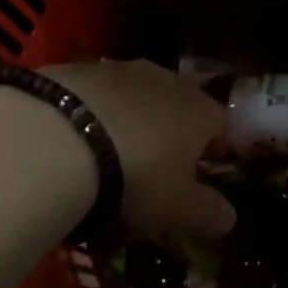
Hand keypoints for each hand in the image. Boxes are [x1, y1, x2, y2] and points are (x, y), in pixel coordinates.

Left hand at [43, 60, 235, 240]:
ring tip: (109, 156)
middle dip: (170, 131)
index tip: (204, 173)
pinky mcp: (75, 70)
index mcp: (199, 109)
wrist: (58, 138)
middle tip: (155, 168)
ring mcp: (117, 70)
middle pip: (177, 104)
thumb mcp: (176, 208)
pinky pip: (93, 96)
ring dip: (128, 119)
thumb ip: (206, 212)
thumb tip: (230, 217)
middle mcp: (164, 79)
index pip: (220, 124)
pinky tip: (73, 143)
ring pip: (133, 96)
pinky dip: (91, 115)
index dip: (215, 148)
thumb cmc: (136, 176)